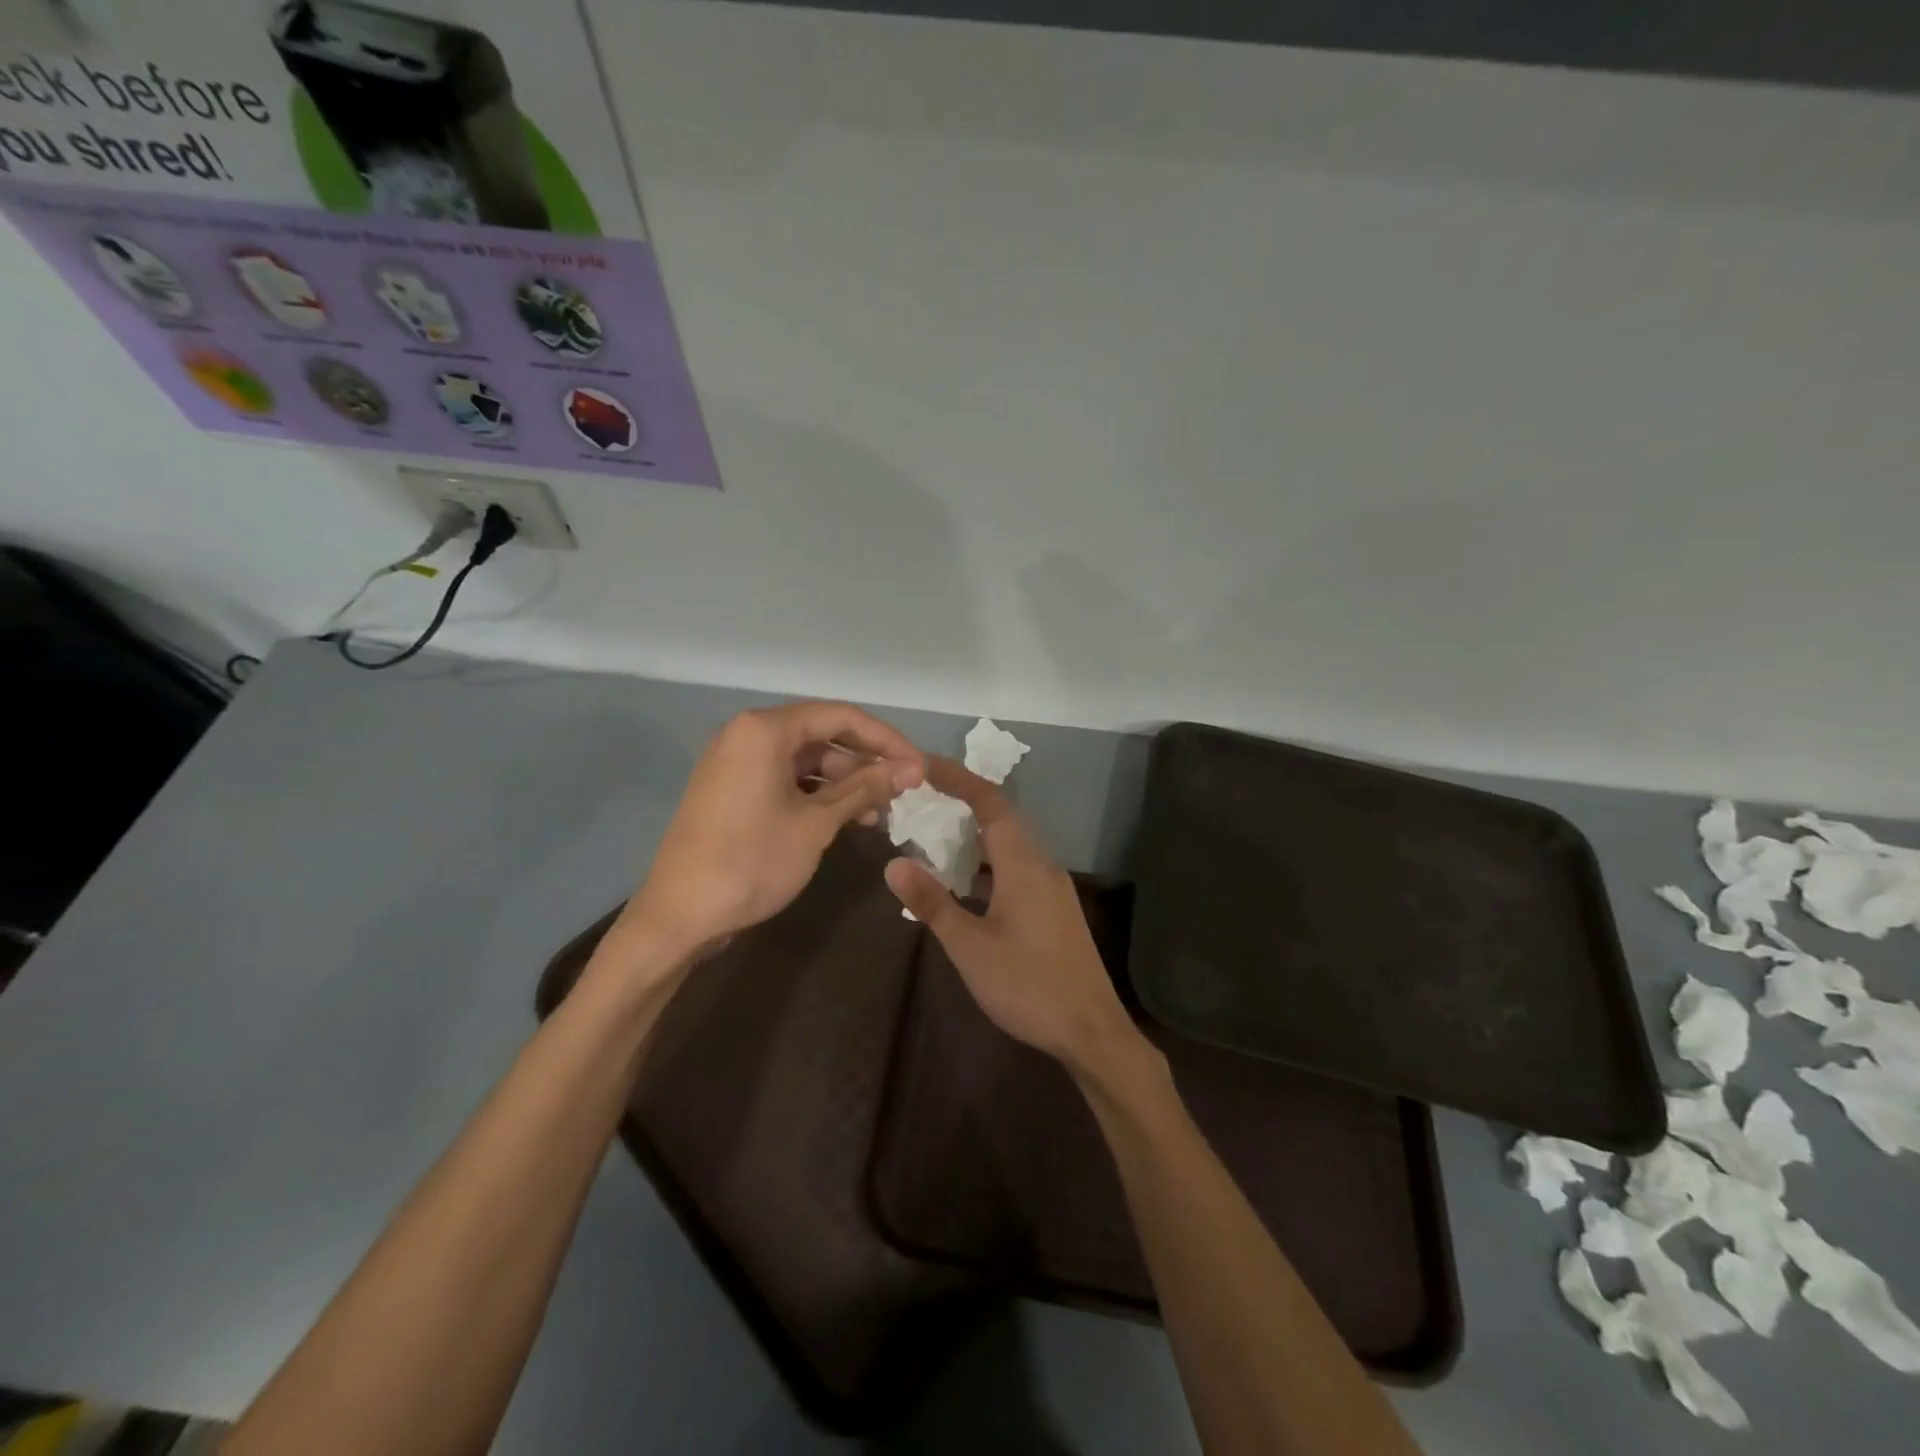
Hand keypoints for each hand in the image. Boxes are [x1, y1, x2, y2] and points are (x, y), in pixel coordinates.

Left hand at [609, 702, 923, 976]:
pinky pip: (784, 778)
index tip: (919, 767)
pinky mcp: (732, 789)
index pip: (841, 717)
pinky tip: (845, 819)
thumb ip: (864, 788)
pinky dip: (816, 794)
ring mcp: (736, 762)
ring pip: (805, 759)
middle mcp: (747, 734)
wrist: (679, 916)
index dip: (886, 740)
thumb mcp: (816, 824)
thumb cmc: (752, 862)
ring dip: (844, 782)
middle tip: (903, 791)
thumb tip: (911, 769)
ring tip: (879, 813)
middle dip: (866, 762)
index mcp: (764, 730)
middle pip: (822, 735)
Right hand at [884, 758, 1146, 1077]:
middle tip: (921, 796)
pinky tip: (963, 881)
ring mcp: (1051, 887)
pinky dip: (986, 862)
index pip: (990, 802)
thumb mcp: (970, 946)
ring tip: (934, 832)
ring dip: (974, 833)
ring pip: (1009, 844)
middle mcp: (1041, 864)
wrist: (1090, 1030)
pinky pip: (1016, 866)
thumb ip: (932, 902)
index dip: (958, 778)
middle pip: (1002, 817)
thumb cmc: (1027, 985)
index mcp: (1023, 863)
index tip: (924, 765)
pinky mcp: (1053, 908)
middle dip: (962, 801)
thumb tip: (894, 864)